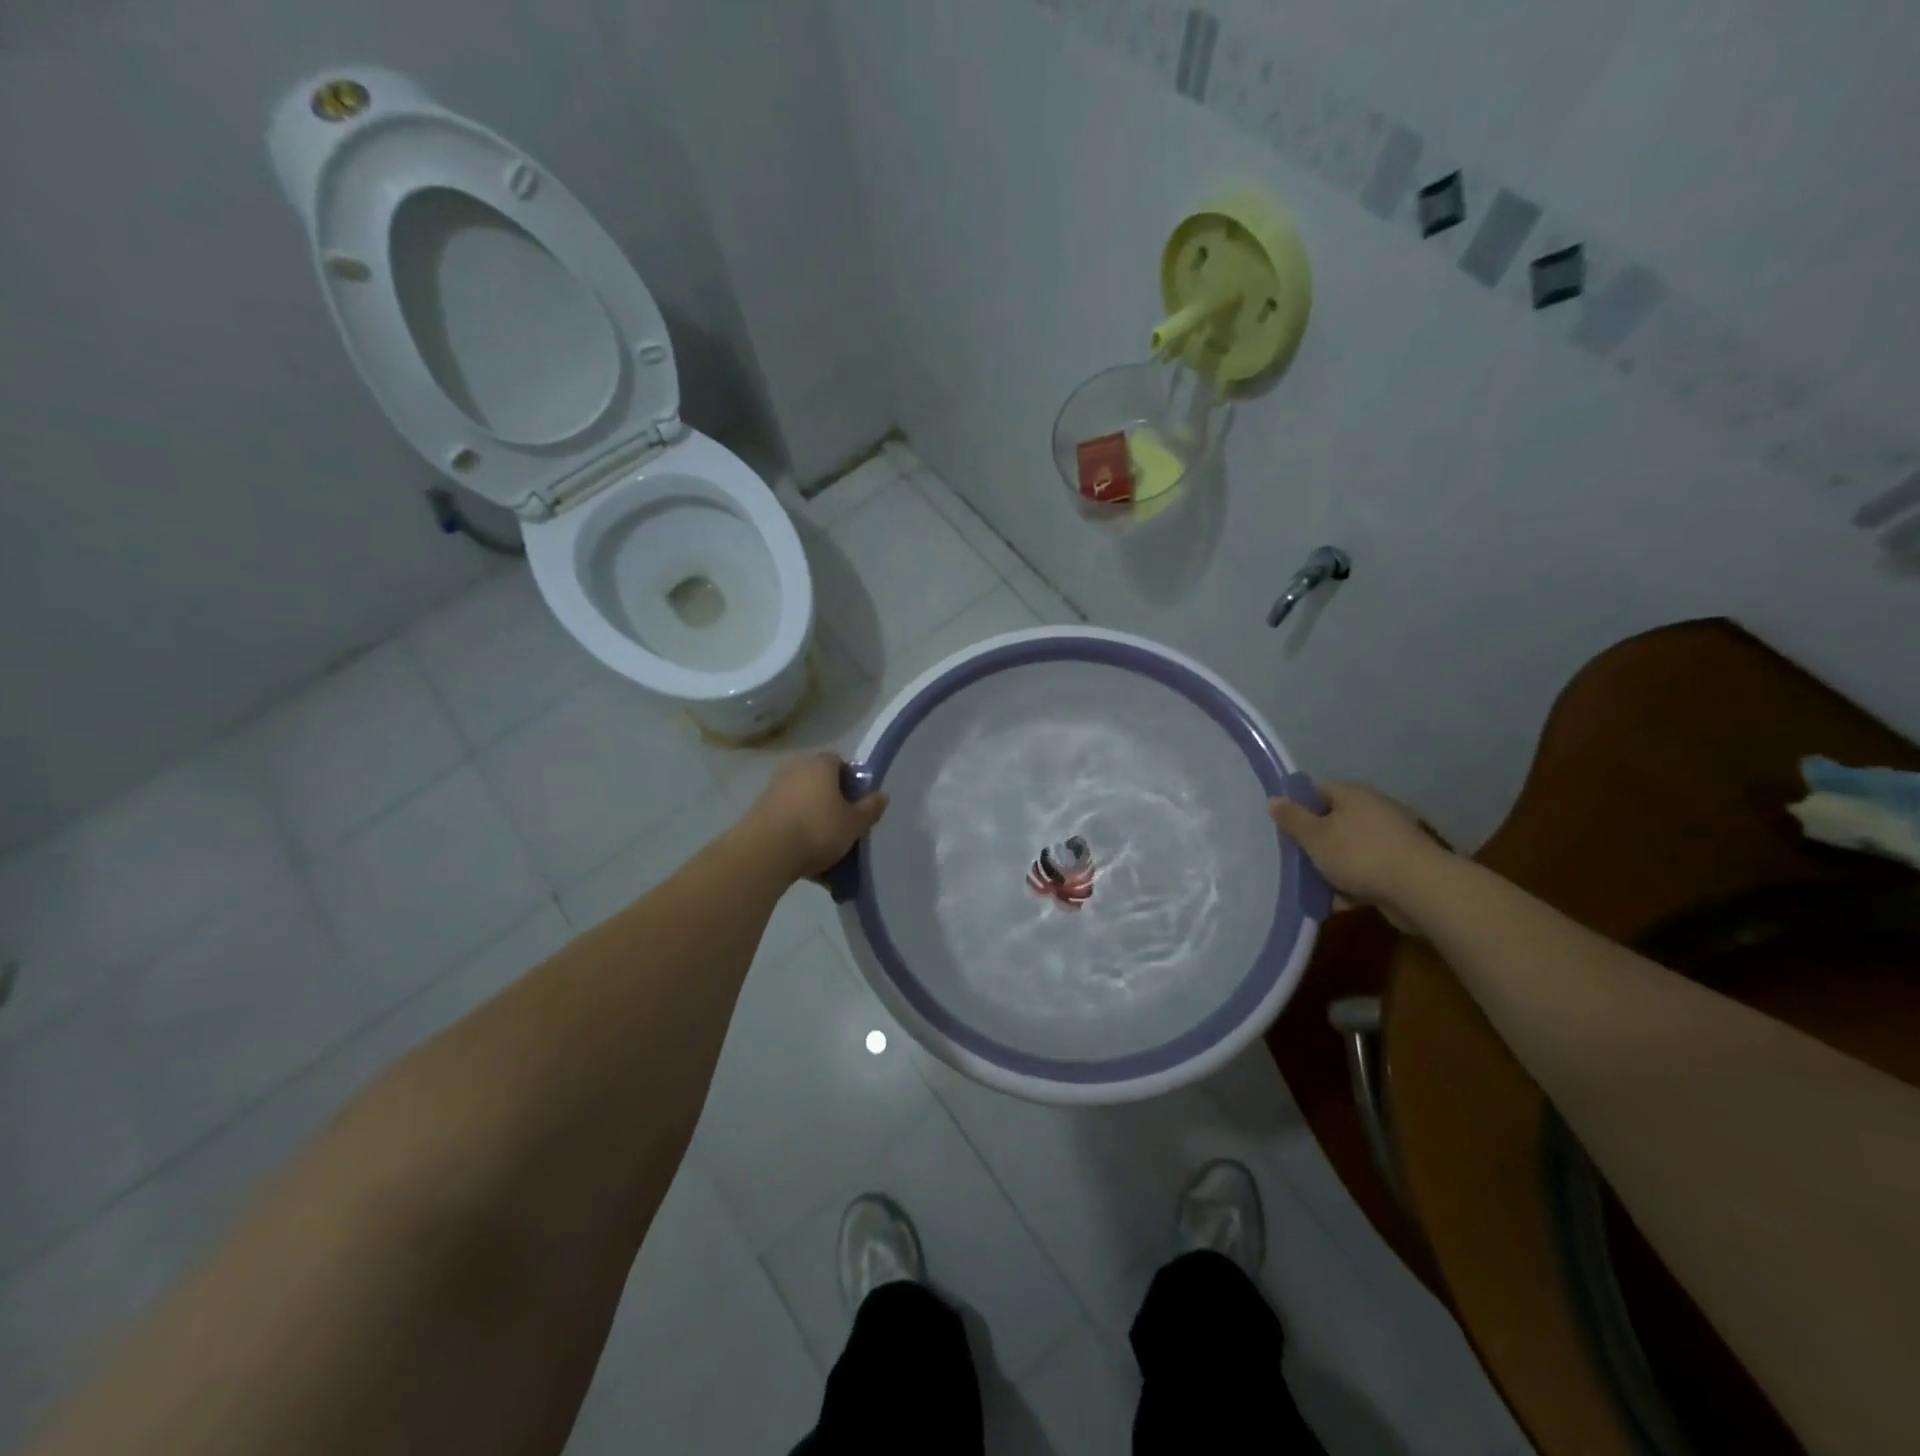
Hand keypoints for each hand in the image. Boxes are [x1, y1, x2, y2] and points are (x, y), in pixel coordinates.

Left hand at [743, 753, 889, 883]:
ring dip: (814, 823)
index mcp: (820, 765)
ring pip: (803, 806)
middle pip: (819, 784)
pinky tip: (807, 865)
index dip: (850, 781)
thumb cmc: (818, 829)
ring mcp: (773, 791)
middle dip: (831, 804)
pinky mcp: (758, 813)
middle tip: (843, 828)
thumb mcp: (854, 823)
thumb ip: (870, 808)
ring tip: (826, 854)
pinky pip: (787, 823)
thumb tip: (881, 795)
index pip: (839, 762)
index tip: (857, 804)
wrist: (765, 852)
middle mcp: (794, 770)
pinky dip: (797, 838)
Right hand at [1269, 782, 1448, 929]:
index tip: (1285, 829)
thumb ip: (1291, 818)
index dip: (1298, 808)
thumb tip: (1274, 799)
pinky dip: (1354, 884)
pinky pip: (1368, 871)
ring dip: (1333, 867)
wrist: (1420, 889)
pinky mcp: (1403, 865)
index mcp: (1353, 795)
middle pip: (1333, 822)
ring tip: (1314, 888)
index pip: (1317, 791)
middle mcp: (1374, 810)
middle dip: (1314, 843)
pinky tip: (1340, 902)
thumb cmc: (1358, 854)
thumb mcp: (1314, 836)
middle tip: (1296, 860)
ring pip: (1350, 849)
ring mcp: (1392, 838)